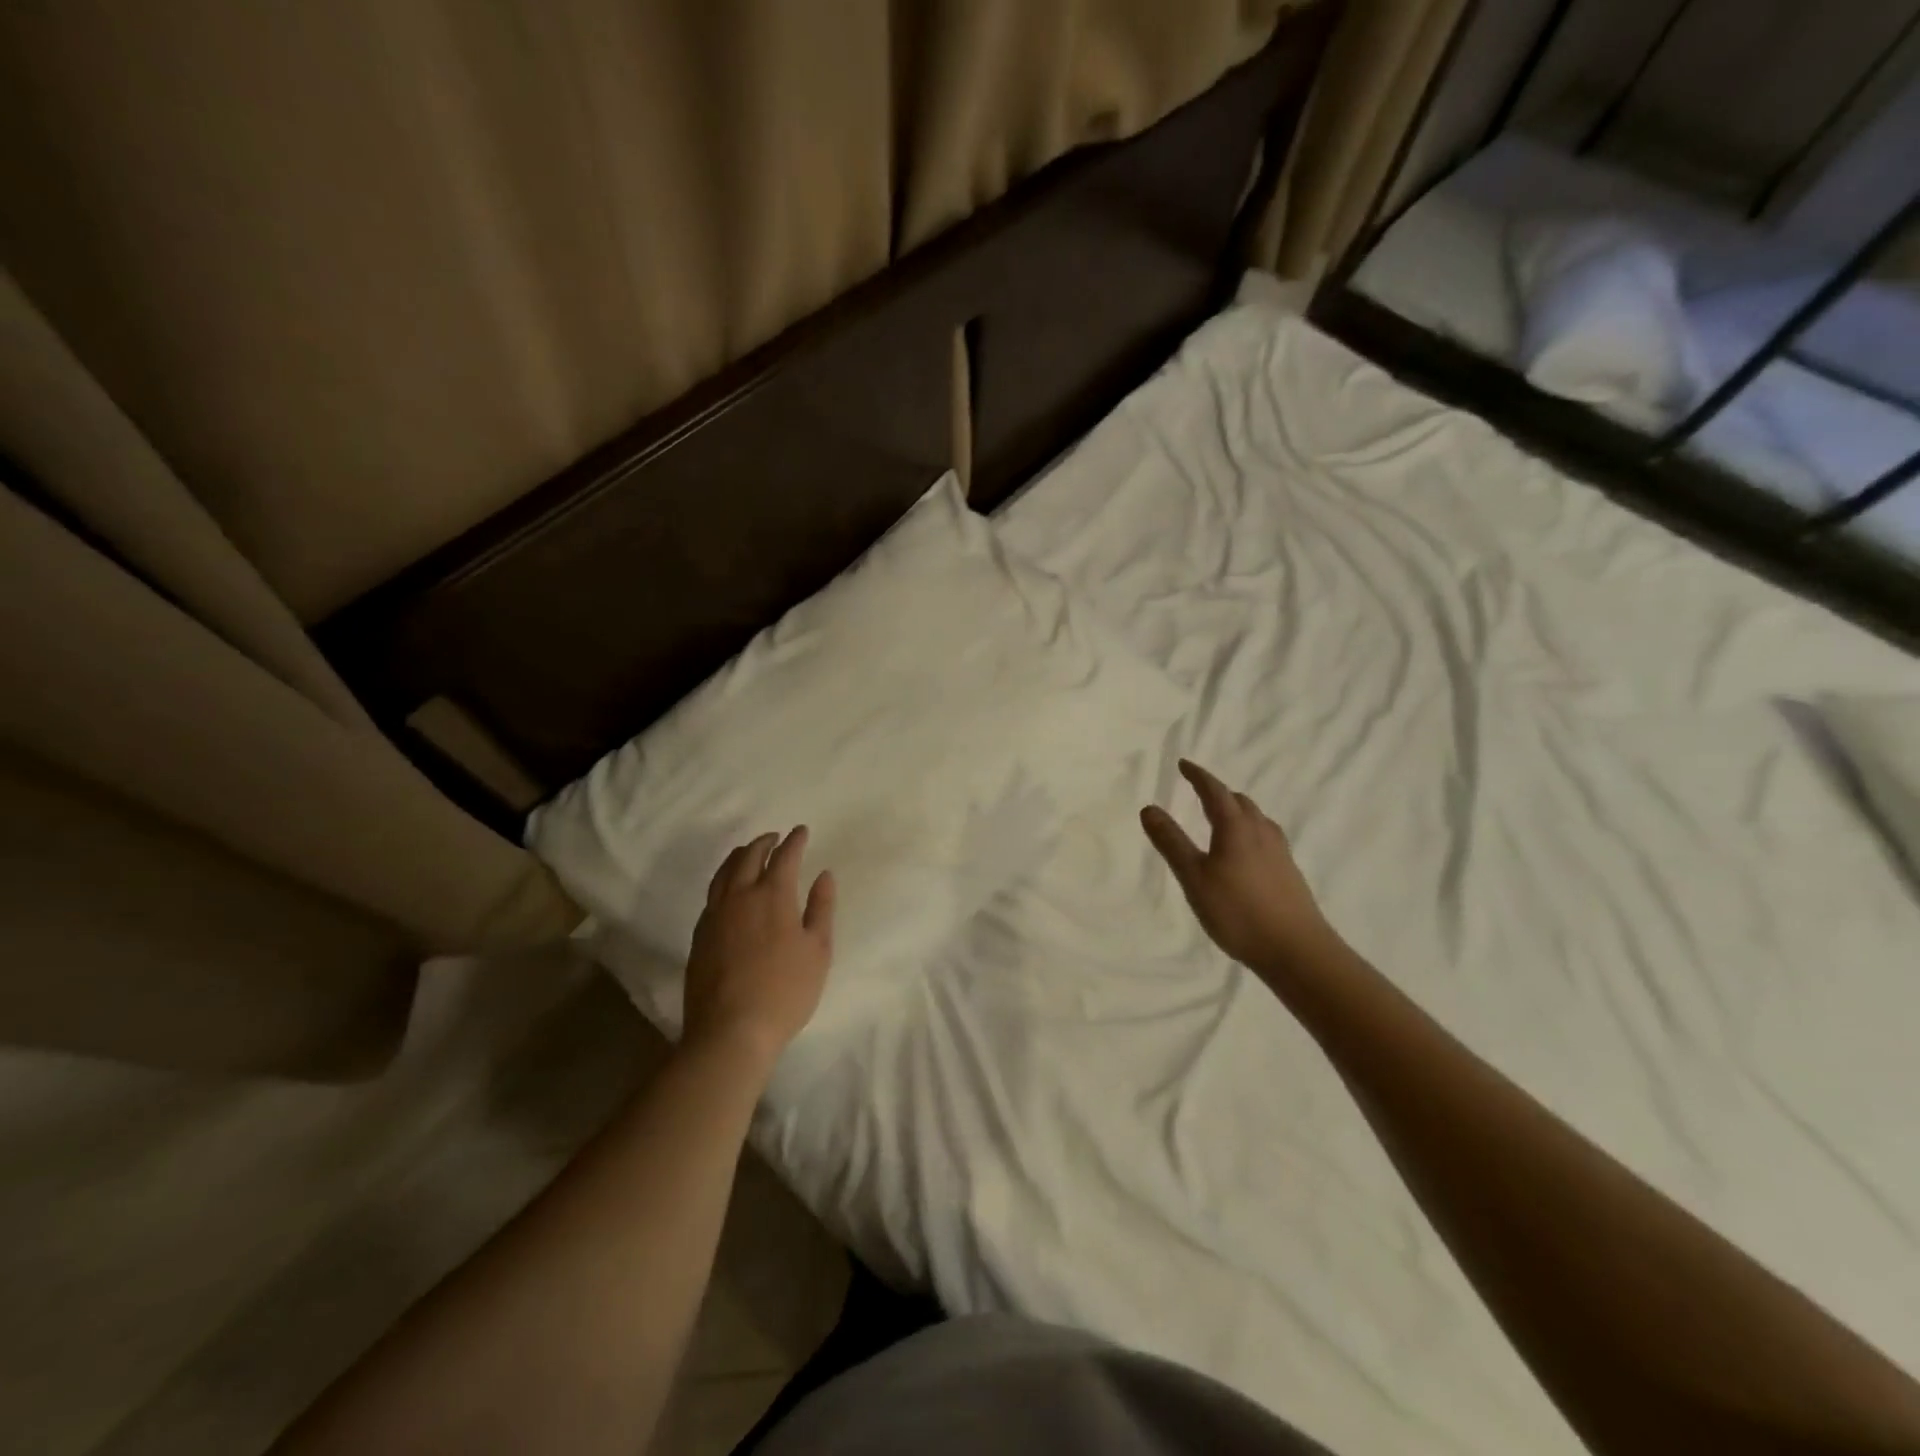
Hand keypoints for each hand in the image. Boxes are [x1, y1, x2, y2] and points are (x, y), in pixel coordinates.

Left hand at [682, 827, 834, 1072]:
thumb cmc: (785, 991)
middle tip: (775, 837)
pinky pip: (712, 894)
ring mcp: (715, 915)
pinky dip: (724, 879)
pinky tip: (728, 889)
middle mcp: (740, 896)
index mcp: (773, 896)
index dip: (794, 841)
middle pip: (749, 857)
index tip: (801, 831)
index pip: (784, 856)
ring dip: (739, 856)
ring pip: (724, 872)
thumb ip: (821, 908)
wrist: (730, 1030)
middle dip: (764, 842)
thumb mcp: (818, 950)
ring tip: (749, 852)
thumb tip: (824, 875)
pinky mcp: (700, 935)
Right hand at [1141, 760, 1335, 975]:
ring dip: (1237, 811)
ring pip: (1256, 819)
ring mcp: (1279, 852)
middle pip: (1239, 802)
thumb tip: (1149, 808)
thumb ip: (1171, 842)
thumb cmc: (1238, 912)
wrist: (1297, 950)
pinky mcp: (1289, 872)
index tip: (1184, 764)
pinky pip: (1266, 837)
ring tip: (1222, 818)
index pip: (1215, 791)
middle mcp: (1260, 832)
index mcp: (1236, 828)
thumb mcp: (1194, 878)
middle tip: (1200, 791)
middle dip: (1218, 792)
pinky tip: (1246, 852)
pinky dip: (1249, 831)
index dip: (1198, 776)